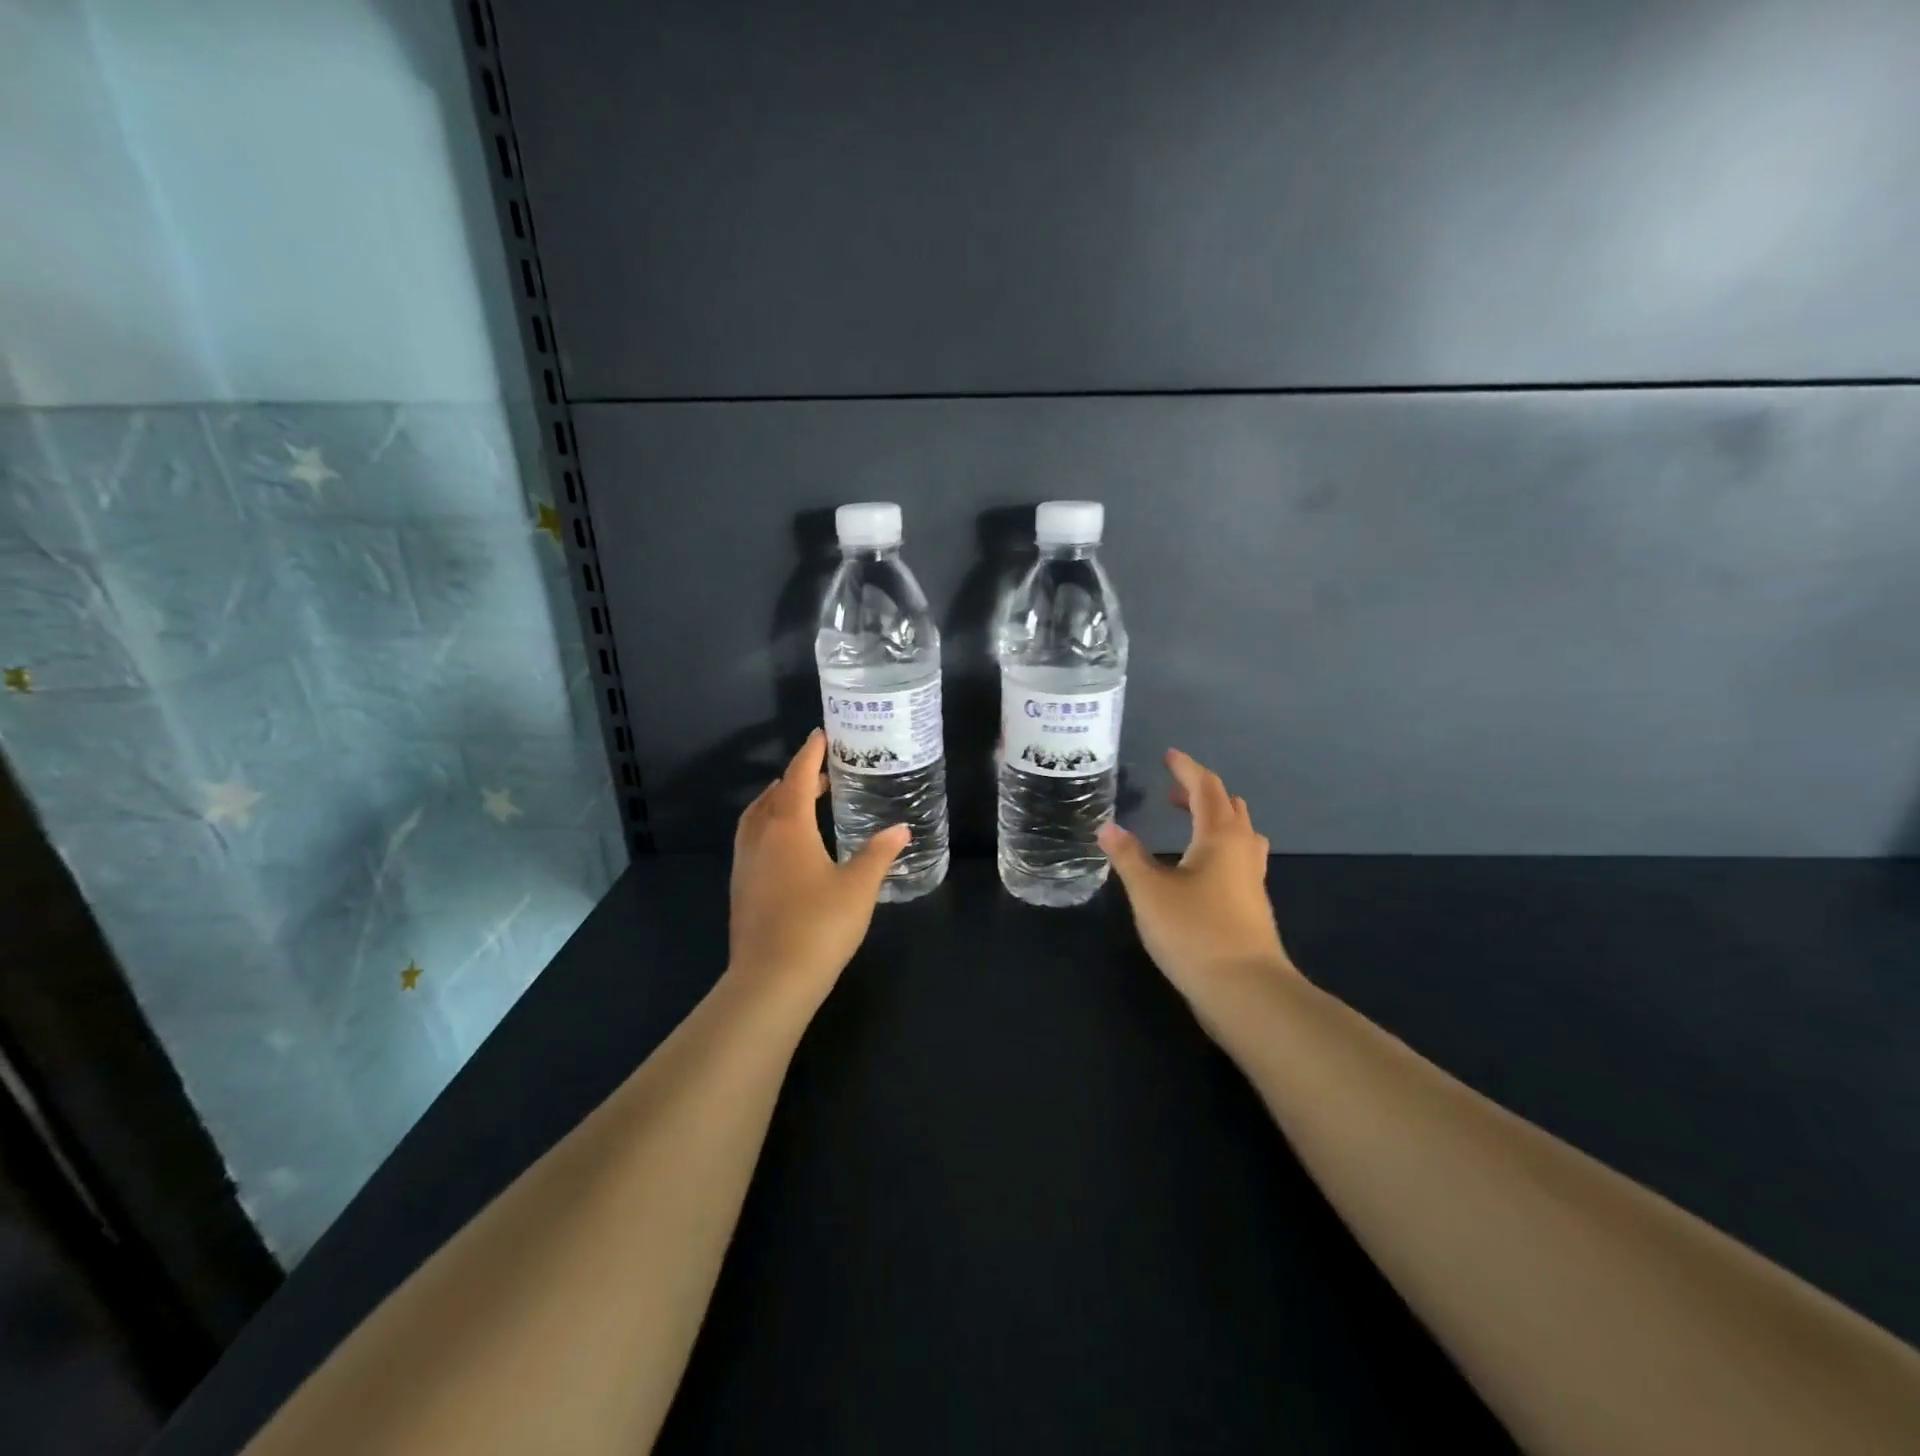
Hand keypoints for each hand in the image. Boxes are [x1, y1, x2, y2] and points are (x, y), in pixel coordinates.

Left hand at [729, 729, 909, 1001]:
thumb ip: (879, 854)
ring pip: (756, 819)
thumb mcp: (859, 886)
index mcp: (788, 828)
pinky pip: (752, 842)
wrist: (771, 979)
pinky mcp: (741, 889)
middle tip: (820, 775)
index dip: (809, 754)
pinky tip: (789, 849)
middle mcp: (760, 838)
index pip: (796, 778)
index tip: (820, 735)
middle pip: (772, 796)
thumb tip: (901, 830)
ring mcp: (745, 865)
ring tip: (801, 804)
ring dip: (776, 803)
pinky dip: (769, 828)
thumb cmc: (820, 924)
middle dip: (794, 779)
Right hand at [1098, 750, 1294, 1009]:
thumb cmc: (1194, 932)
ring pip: (1240, 832)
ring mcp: (1252, 878)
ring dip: (1215, 818)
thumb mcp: (1149, 892)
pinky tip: (1199, 867)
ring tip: (1188, 823)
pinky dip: (1219, 845)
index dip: (1186, 768)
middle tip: (1171, 792)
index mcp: (1219, 836)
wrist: (1245, 991)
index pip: (1205, 787)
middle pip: (1228, 806)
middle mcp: (1243, 849)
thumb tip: (1107, 827)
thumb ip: (1127, 856)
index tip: (1168, 755)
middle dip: (1200, 792)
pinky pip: (1239, 857)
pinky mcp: (1252, 904)